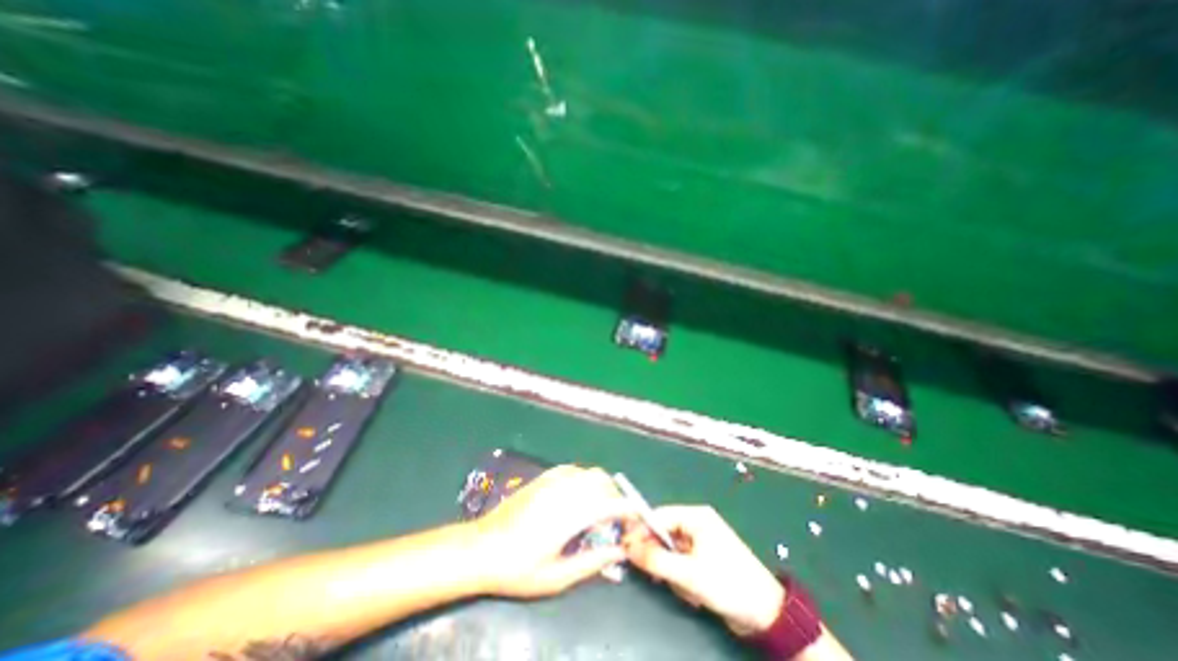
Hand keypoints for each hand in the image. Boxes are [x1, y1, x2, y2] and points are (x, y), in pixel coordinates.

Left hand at [474, 465, 633, 599]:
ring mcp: (553, 480)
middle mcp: (564, 490)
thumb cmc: (518, 568)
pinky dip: (584, 479)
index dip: (628, 509)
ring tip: (598, 509)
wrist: (481, 547)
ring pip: (589, 472)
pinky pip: (573, 469)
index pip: (609, 503)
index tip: (636, 519)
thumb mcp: (556, 577)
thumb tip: (619, 551)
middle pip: (602, 481)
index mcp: (569, 514)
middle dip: (616, 496)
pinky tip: (578, 496)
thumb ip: (592, 563)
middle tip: (615, 519)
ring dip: (601, 487)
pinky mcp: (544, 476)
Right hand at [626, 505, 779, 634]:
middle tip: (662, 577)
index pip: (660, 515)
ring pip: (671, 554)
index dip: (641, 530)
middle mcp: (697, 525)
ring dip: (674, 574)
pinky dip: (683, 580)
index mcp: (696, 517)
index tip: (626, 546)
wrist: (767, 616)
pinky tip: (696, 594)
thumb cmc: (729, 584)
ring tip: (689, 589)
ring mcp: (701, 543)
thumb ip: (656, 559)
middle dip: (663, 559)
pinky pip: (681, 565)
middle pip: (664, 535)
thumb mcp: (689, 574)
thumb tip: (628, 547)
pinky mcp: (703, 561)